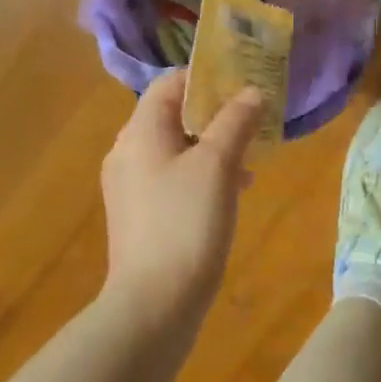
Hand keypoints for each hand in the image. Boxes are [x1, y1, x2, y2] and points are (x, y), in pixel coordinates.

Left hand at [100, 71, 262, 332]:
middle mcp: (127, 152)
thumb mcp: (218, 165)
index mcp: (139, 132)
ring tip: (249, 162)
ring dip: (212, 146)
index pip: (169, 83)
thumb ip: (235, 122)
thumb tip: (252, 91)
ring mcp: (130, 186)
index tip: (244, 83)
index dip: (206, 77)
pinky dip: (201, 174)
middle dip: (215, 115)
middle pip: (172, 115)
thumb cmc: (186, 222)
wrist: (154, 304)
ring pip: (176, 148)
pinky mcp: (140, 215)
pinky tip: (231, 192)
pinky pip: (172, 177)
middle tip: (253, 122)